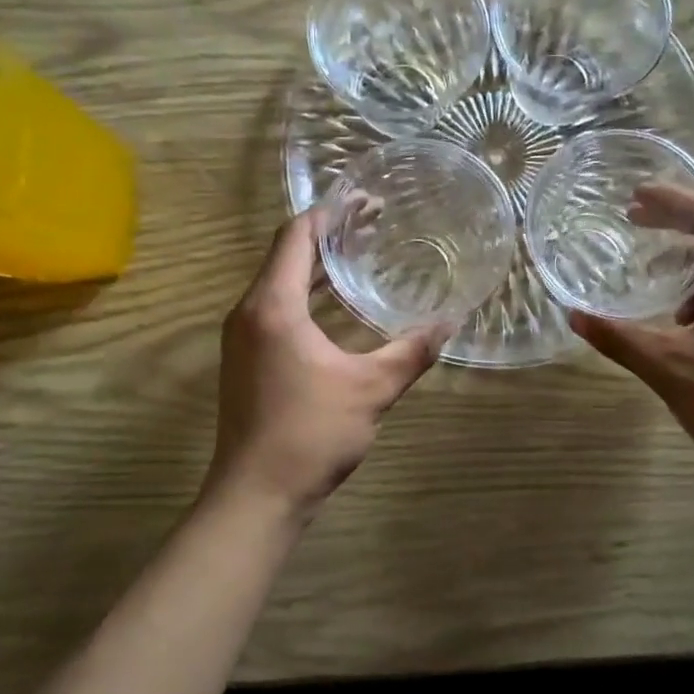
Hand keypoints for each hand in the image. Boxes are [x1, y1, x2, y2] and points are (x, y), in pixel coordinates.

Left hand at [206, 213, 448, 516]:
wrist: (255, 495)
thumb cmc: (310, 435)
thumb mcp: (371, 390)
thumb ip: (411, 352)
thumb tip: (450, 322)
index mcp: (273, 307)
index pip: (297, 237)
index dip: (330, 213)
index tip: (364, 199)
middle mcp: (249, 313)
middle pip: (286, 255)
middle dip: (329, 235)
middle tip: (373, 222)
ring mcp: (242, 338)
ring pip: (279, 283)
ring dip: (317, 266)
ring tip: (360, 254)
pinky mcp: (245, 360)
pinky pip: (275, 308)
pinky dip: (306, 294)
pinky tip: (336, 305)